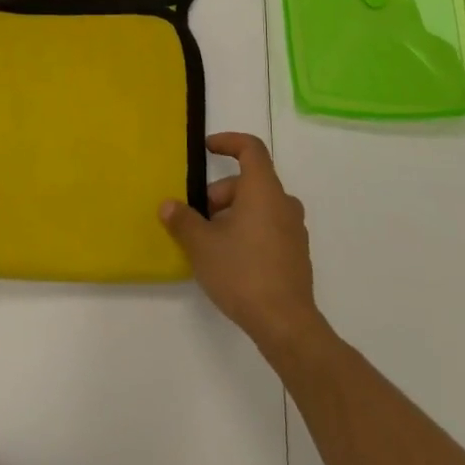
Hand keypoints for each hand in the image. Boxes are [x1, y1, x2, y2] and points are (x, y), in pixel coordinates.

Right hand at [161, 132, 324, 356]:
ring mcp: (294, 229)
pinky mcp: (296, 253)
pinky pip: (268, 226)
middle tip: (197, 217)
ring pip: (258, 206)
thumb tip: (168, 205)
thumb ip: (183, 220)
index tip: (208, 148)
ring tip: (210, 241)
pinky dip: (248, 229)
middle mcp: (283, 202)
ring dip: (232, 213)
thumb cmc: (242, 272)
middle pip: (249, 182)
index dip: (228, 142)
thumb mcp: (202, 245)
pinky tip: (230, 259)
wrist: (285, 323)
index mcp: (263, 190)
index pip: (251, 149)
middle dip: (220, 193)